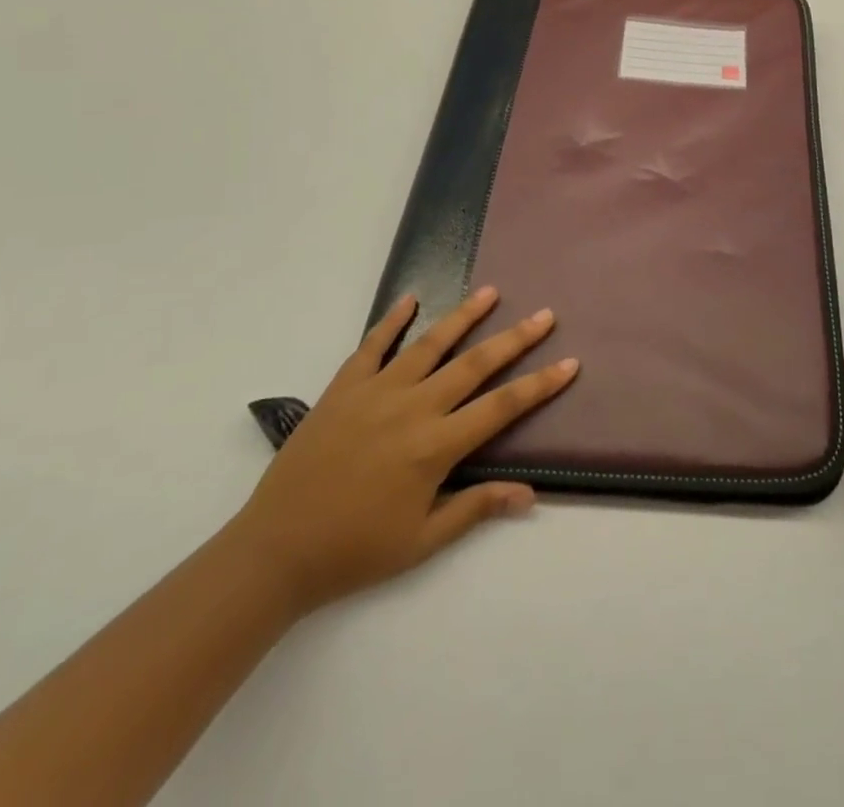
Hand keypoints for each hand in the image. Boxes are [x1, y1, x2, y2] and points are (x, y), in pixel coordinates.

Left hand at [230, 286, 577, 615]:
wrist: (273, 552)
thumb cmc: (354, 551)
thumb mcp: (422, 541)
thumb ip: (476, 508)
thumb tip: (529, 494)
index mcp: (435, 447)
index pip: (502, 406)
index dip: (539, 384)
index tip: (570, 363)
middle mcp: (412, 409)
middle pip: (475, 364)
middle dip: (515, 338)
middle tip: (545, 314)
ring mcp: (376, 392)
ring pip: (430, 344)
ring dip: (464, 316)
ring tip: (491, 291)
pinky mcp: (343, 389)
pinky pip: (372, 346)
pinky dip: (391, 321)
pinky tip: (410, 299)